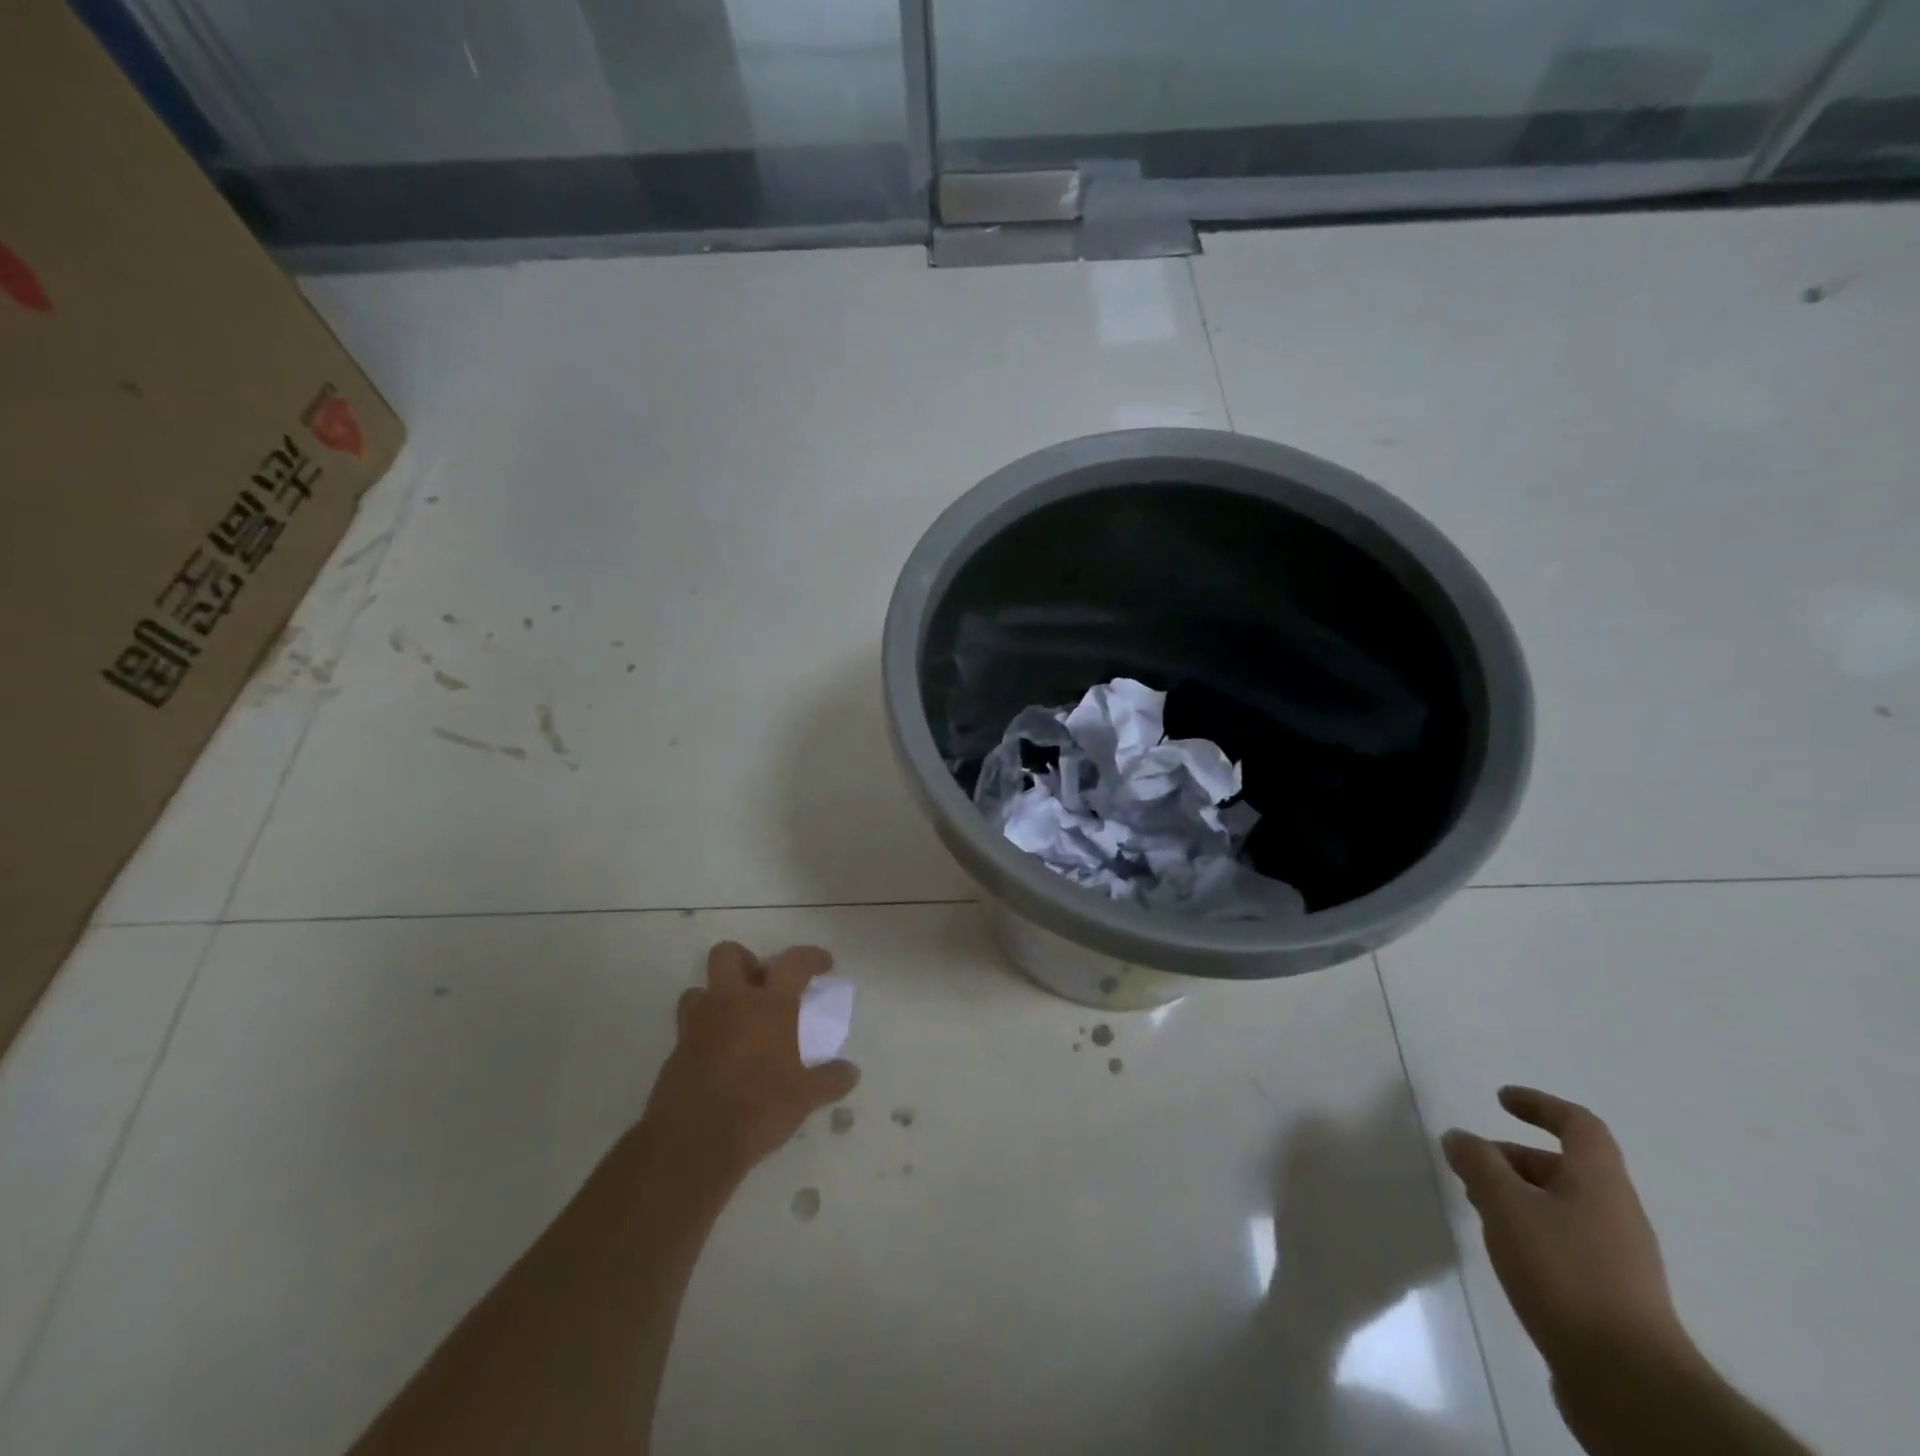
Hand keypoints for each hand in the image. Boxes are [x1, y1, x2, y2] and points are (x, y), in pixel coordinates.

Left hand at [641, 941, 859, 1185]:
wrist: (694, 1143)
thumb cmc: (758, 1108)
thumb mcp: (805, 1097)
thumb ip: (830, 1079)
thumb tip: (851, 1072)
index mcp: (769, 1005)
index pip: (793, 962)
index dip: (811, 957)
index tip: (823, 964)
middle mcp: (730, 1004)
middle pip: (727, 954)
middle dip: (745, 962)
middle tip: (762, 986)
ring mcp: (697, 1025)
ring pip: (700, 990)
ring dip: (717, 998)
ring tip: (735, 1022)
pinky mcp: (675, 1052)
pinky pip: (689, 1028)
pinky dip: (704, 1033)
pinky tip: (719, 1058)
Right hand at [1442, 1087, 1691, 1374]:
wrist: (1631, 1384)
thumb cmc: (1566, 1275)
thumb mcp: (1506, 1206)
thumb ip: (1478, 1163)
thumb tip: (1459, 1137)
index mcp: (1600, 1183)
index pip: (1578, 1125)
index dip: (1540, 1105)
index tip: (1500, 1099)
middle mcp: (1616, 1214)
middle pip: (1565, 1168)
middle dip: (1513, 1158)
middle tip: (1470, 1166)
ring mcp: (1619, 1260)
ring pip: (1562, 1207)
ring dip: (1518, 1197)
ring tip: (1478, 1210)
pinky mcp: (1612, 1298)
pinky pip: (1565, 1243)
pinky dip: (1530, 1232)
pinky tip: (1506, 1254)